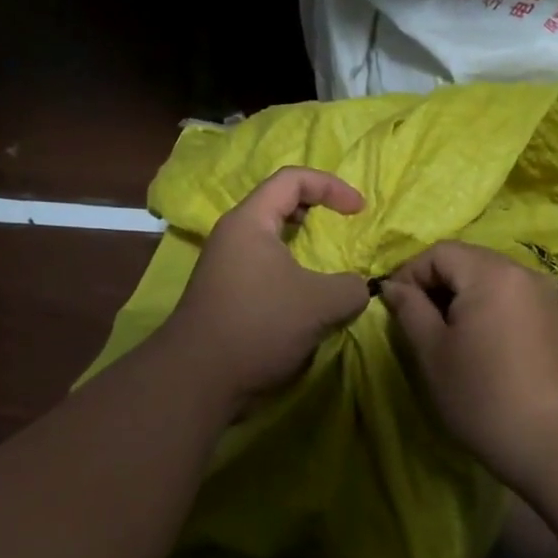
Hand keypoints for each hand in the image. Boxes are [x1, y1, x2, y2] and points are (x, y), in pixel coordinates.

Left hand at [159, 166, 371, 402]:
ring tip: (330, 264)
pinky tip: (307, 297)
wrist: (198, 378)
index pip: (293, 179)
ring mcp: (225, 265)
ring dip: (304, 245)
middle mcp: (233, 235)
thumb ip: (351, 288)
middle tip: (344, 227)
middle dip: (317, 210)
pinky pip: (265, 266)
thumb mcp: (321, 304)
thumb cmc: (259, 325)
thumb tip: (360, 288)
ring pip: (272, 238)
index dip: (331, 186)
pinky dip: (292, 270)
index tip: (360, 210)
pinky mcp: (226, 292)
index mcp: (250, 221)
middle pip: (279, 203)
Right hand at [381, 241, 557, 483]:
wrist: (550, 440)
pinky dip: (486, 304)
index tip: (394, 306)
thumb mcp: (432, 351)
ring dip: (460, 294)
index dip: (410, 273)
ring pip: (488, 276)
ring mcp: (543, 292)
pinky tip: (478, 339)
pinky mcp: (553, 315)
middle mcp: (521, 271)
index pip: (439, 253)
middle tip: (416, 319)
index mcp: (491, 272)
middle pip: (466, 259)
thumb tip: (392, 286)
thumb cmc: (481, 394)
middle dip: (435, 282)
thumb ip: (409, 309)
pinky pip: (509, 293)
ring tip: (445, 331)